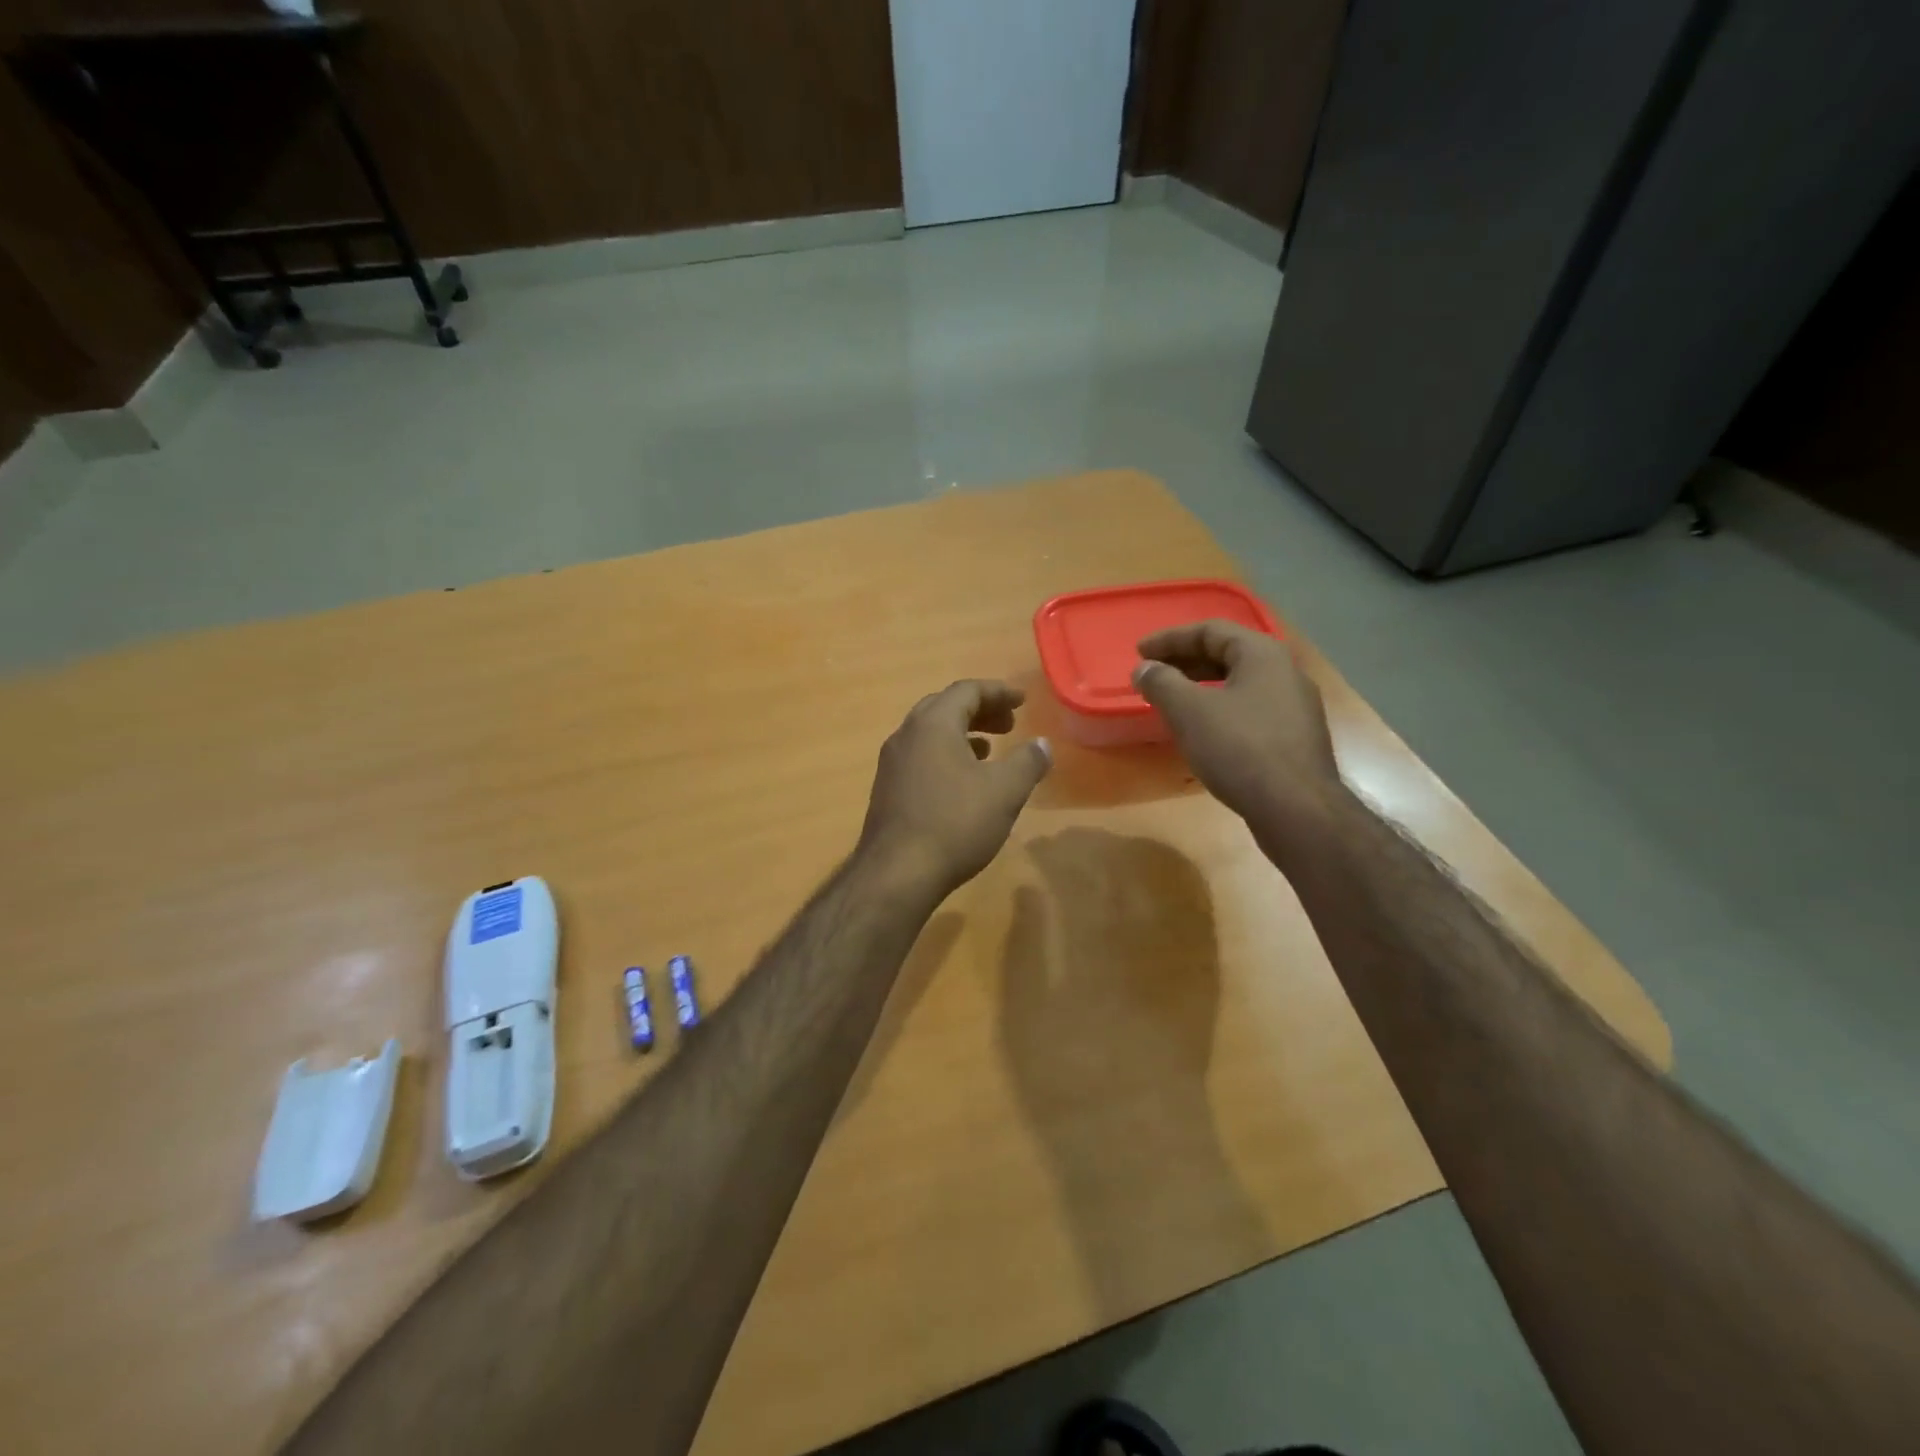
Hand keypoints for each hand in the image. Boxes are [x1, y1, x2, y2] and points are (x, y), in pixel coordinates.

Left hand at [857, 680, 1051, 897]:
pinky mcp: (887, 789)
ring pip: (930, 734)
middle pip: (945, 707)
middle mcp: (906, 735)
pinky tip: (962, 782)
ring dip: (962, 734)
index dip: (998, 692)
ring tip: (989, 750)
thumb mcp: (1004, 791)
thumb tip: (1042, 744)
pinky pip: (920, 757)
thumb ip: (1028, 762)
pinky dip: (945, 756)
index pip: (966, 690)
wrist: (897, 873)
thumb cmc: (955, 823)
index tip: (1022, 701)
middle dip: (980, 710)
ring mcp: (891, 763)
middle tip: (1009, 724)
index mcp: (933, 724)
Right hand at [1132, 620, 1340, 830]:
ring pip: (1239, 684)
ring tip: (1171, 701)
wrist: (1296, 808)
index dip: (1170, 638)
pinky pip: (1250, 710)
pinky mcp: (1294, 737)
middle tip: (1152, 674)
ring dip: (1200, 686)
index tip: (1139, 652)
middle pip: (1227, 654)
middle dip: (1185, 661)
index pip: (1210, 630)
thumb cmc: (1239, 748)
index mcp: (1262, 654)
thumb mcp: (1189, 711)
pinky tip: (1202, 731)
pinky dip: (1219, 709)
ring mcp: (1295, 706)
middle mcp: (1285, 672)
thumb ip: (1162, 683)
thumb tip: (1144, 668)